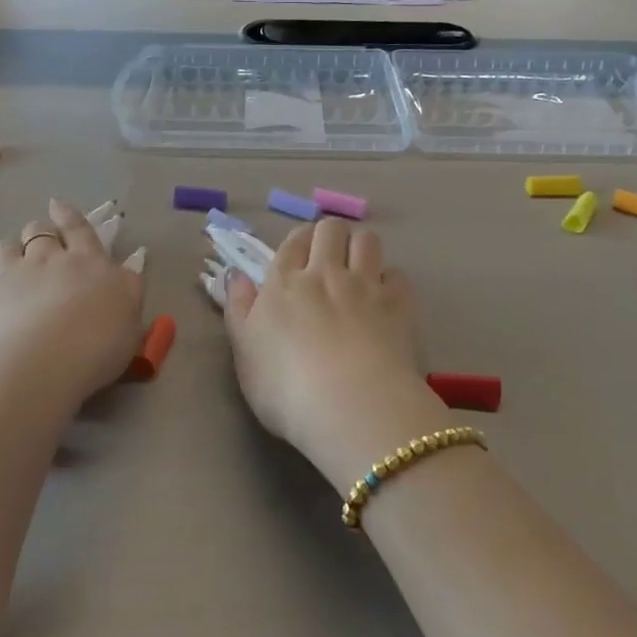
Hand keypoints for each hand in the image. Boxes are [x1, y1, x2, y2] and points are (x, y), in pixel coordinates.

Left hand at [0, 199, 144, 400]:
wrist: (39, 364)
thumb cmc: (97, 346)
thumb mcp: (130, 319)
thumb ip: (126, 292)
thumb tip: (125, 272)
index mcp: (88, 263)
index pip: (79, 228)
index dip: (69, 215)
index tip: (58, 205)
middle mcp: (47, 260)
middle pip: (38, 231)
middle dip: (38, 232)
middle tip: (39, 246)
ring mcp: (9, 275)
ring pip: (3, 249)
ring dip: (9, 254)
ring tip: (10, 271)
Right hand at [223, 219, 444, 484]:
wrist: (350, 407)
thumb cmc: (285, 389)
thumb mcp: (244, 354)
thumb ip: (238, 309)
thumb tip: (237, 275)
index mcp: (284, 283)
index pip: (293, 241)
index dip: (298, 242)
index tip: (299, 257)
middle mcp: (326, 273)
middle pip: (331, 229)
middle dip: (330, 235)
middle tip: (329, 259)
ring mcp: (366, 285)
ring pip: (366, 240)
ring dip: (361, 247)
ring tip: (358, 269)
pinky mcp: (399, 304)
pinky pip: (398, 274)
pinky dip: (391, 280)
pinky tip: (386, 297)